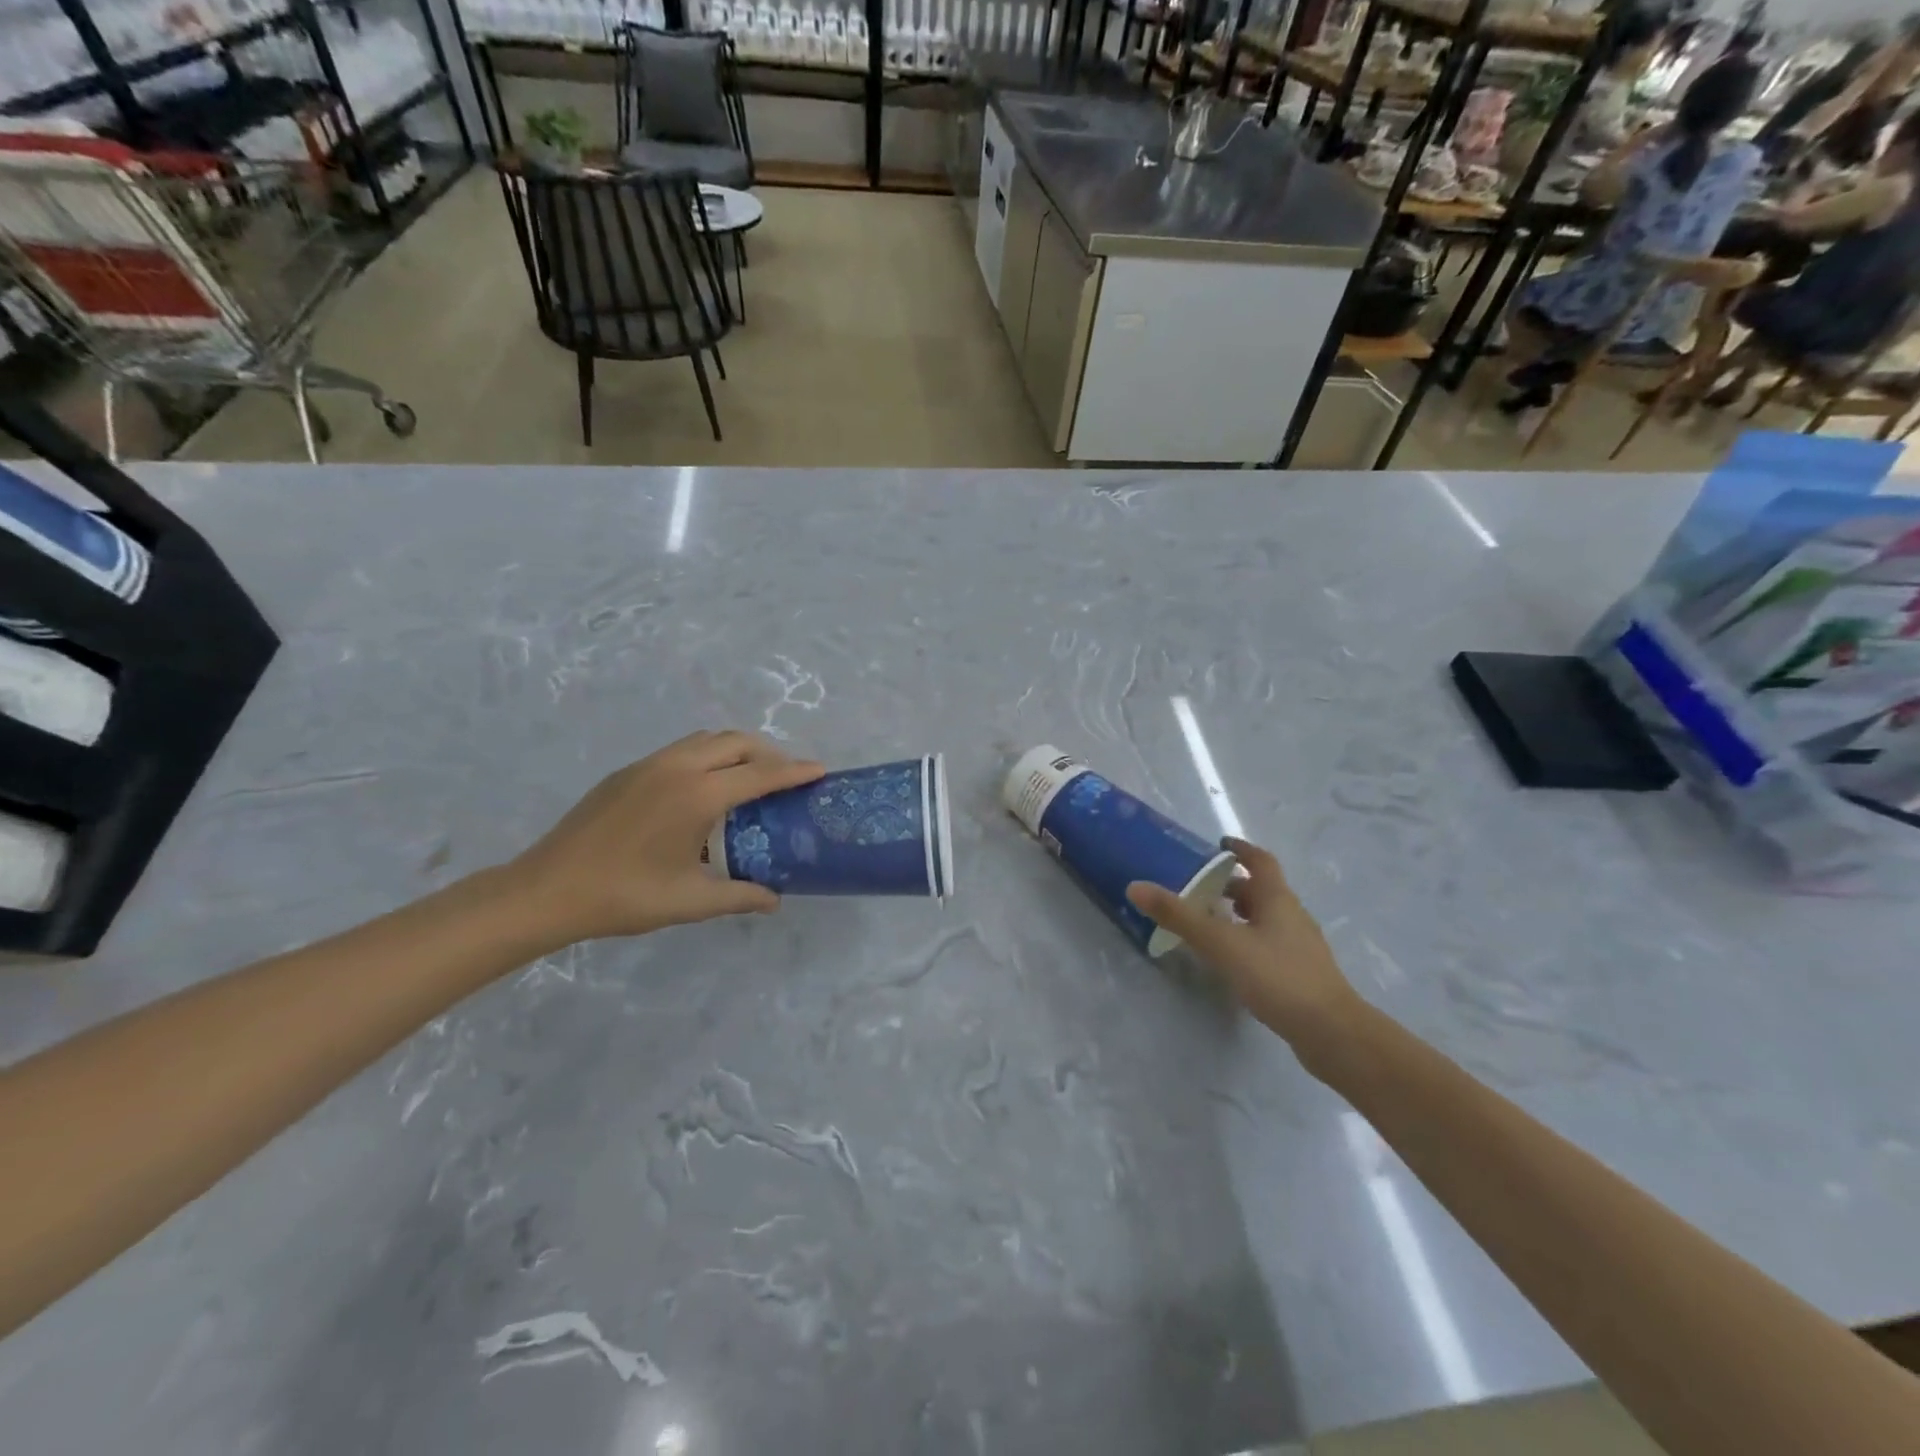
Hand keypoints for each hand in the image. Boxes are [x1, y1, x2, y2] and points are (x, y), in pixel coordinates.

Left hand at [507, 730, 824, 943]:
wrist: (546, 890)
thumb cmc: (624, 896)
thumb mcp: (690, 901)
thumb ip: (740, 896)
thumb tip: (775, 900)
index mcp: (697, 796)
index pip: (760, 774)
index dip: (794, 771)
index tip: (820, 770)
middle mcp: (677, 768)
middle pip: (736, 742)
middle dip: (769, 753)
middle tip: (786, 778)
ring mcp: (649, 765)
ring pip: (706, 740)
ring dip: (737, 750)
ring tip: (750, 779)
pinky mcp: (628, 772)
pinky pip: (682, 750)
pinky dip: (708, 757)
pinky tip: (705, 791)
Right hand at [1127, 837, 1363, 1062]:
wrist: (1332, 1033)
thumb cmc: (1277, 976)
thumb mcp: (1221, 943)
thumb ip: (1179, 916)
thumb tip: (1135, 886)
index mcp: (1277, 899)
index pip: (1260, 861)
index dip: (1240, 850)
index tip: (1218, 845)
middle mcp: (1291, 915)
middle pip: (1260, 890)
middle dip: (1231, 885)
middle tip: (1197, 887)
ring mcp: (1298, 946)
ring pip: (1264, 919)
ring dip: (1238, 914)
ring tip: (1206, 922)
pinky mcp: (1299, 974)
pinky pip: (1268, 944)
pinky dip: (1246, 941)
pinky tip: (1229, 960)